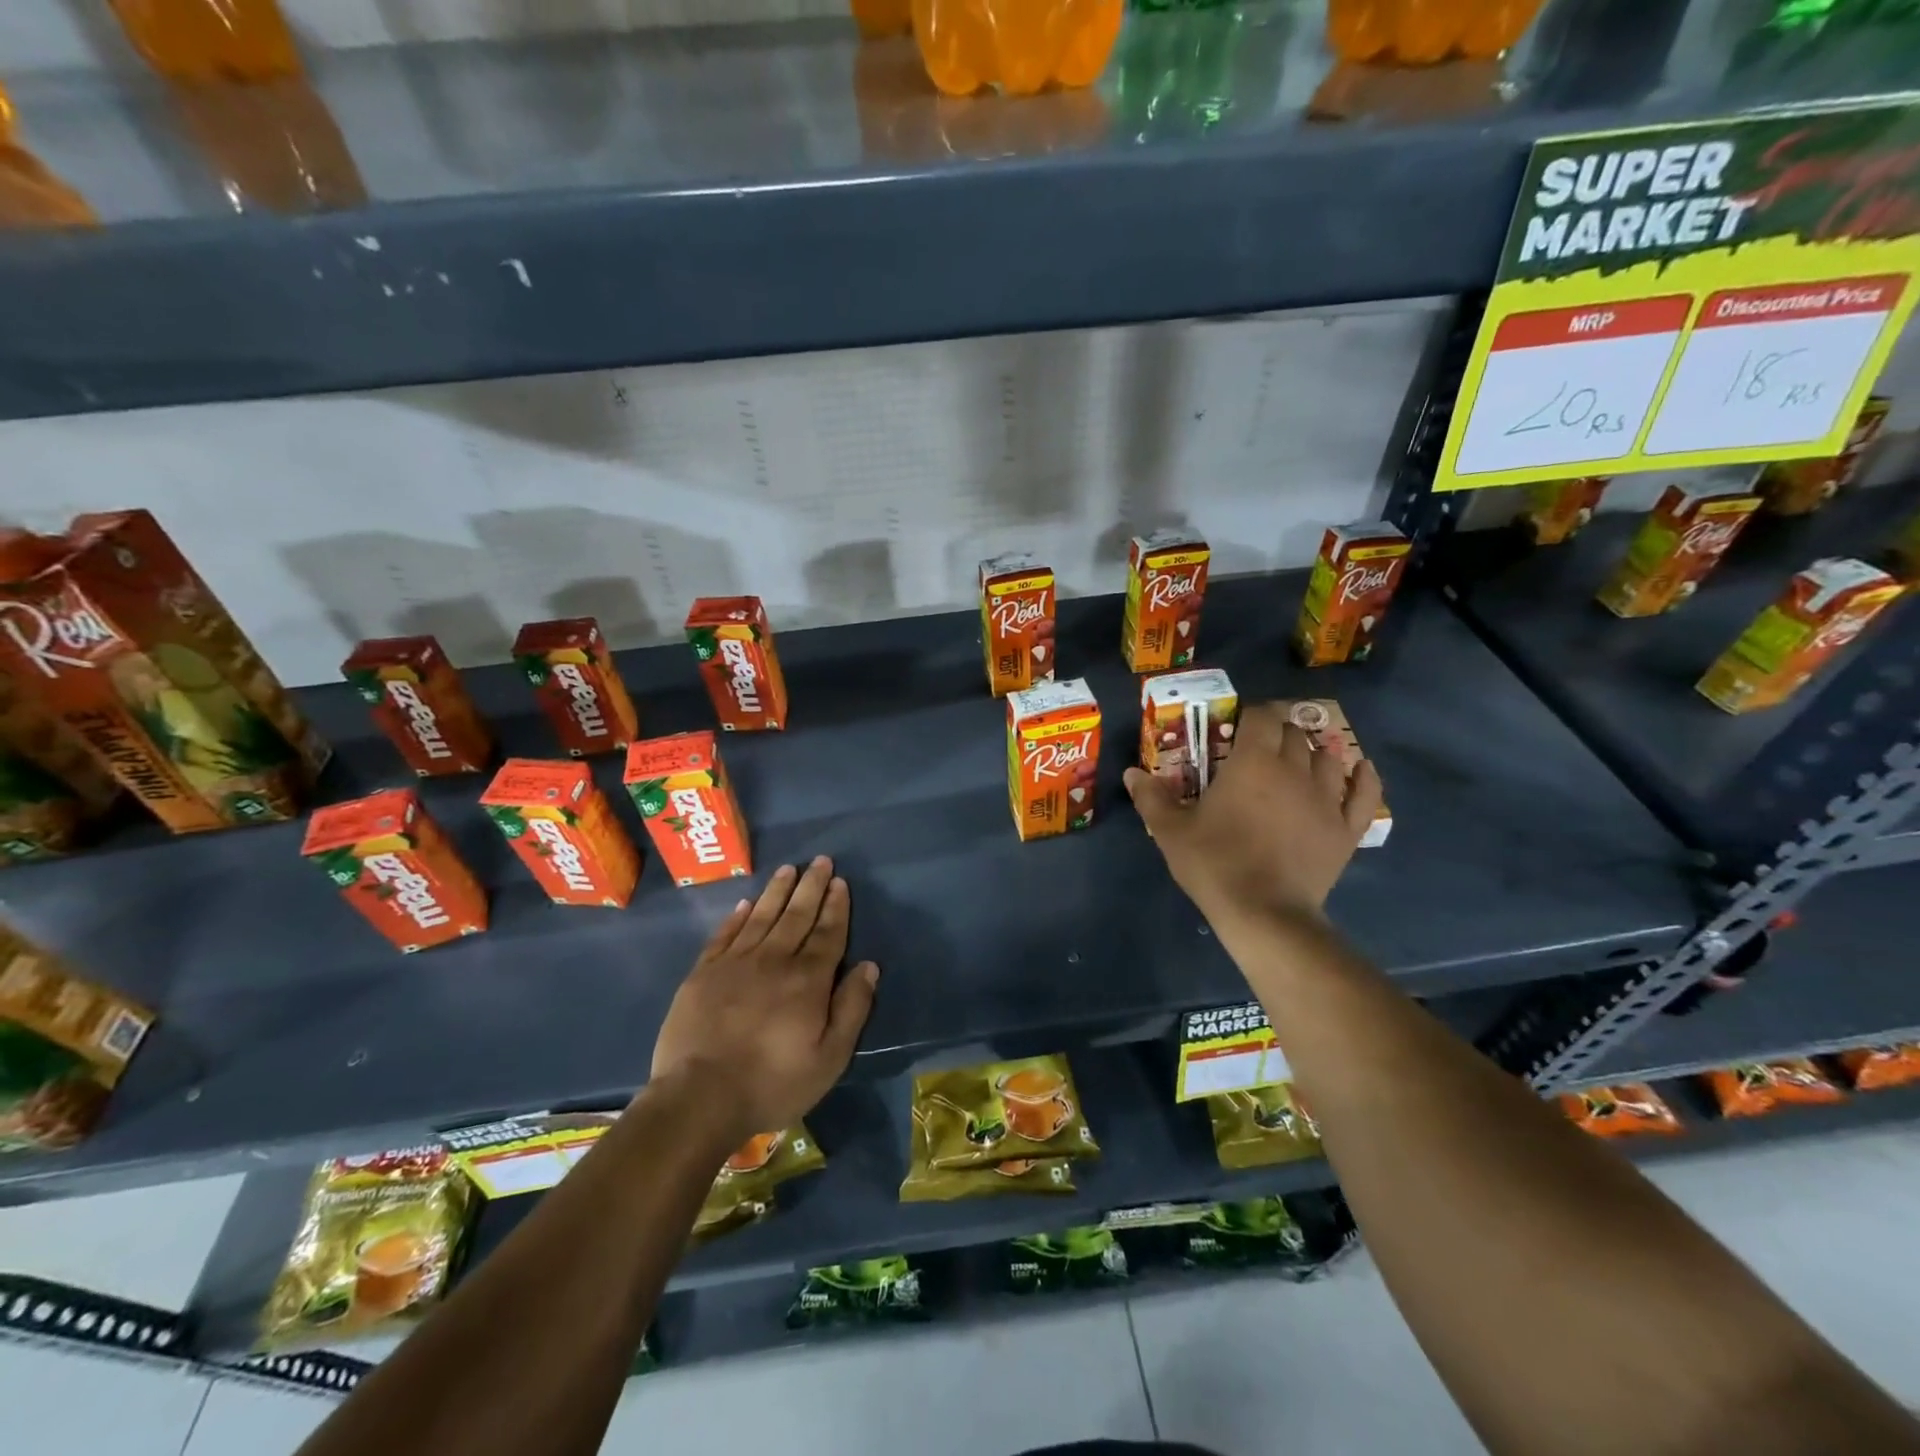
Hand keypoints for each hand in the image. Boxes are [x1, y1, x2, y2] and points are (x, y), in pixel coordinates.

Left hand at [650, 857, 878, 1147]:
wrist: (699, 1098)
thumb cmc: (773, 1083)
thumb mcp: (829, 1058)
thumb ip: (852, 1009)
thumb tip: (868, 966)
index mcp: (807, 979)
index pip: (827, 933)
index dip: (836, 906)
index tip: (840, 882)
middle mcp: (773, 960)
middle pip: (796, 915)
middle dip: (811, 886)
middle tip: (820, 860)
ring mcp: (734, 964)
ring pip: (761, 916)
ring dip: (777, 891)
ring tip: (788, 869)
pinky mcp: (702, 974)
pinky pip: (724, 935)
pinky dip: (736, 917)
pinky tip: (745, 904)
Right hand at [1125, 701, 1382, 929]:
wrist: (1265, 913)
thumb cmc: (1214, 864)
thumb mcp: (1171, 831)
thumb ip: (1151, 797)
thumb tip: (1132, 773)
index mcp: (1252, 762)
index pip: (1261, 717)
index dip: (1251, 714)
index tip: (1238, 725)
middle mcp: (1294, 769)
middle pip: (1293, 734)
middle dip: (1278, 732)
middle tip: (1259, 746)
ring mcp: (1326, 798)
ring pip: (1328, 757)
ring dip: (1312, 752)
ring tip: (1298, 760)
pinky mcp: (1346, 828)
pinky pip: (1364, 793)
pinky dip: (1363, 777)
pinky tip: (1359, 769)